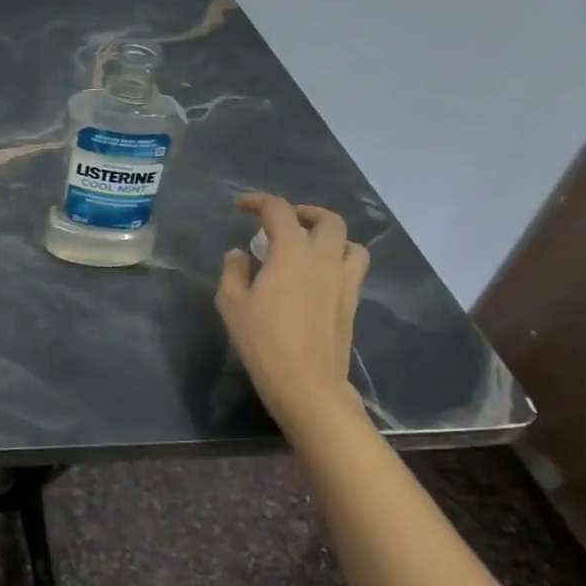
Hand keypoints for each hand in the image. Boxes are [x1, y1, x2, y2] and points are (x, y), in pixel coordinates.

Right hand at [216, 193, 369, 435]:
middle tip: (284, 221)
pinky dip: (339, 260)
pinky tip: (320, 276)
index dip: (259, 202)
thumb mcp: (231, 303)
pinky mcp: (352, 303)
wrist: (307, 384)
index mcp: (292, 253)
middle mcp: (324, 259)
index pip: (279, 211)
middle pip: (327, 220)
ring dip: (331, 236)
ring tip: (310, 246)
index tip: (242, 206)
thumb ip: (233, 271)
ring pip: (350, 243)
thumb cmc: (263, 341)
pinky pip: (354, 268)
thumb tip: (239, 254)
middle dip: (304, 212)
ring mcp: (344, 282)